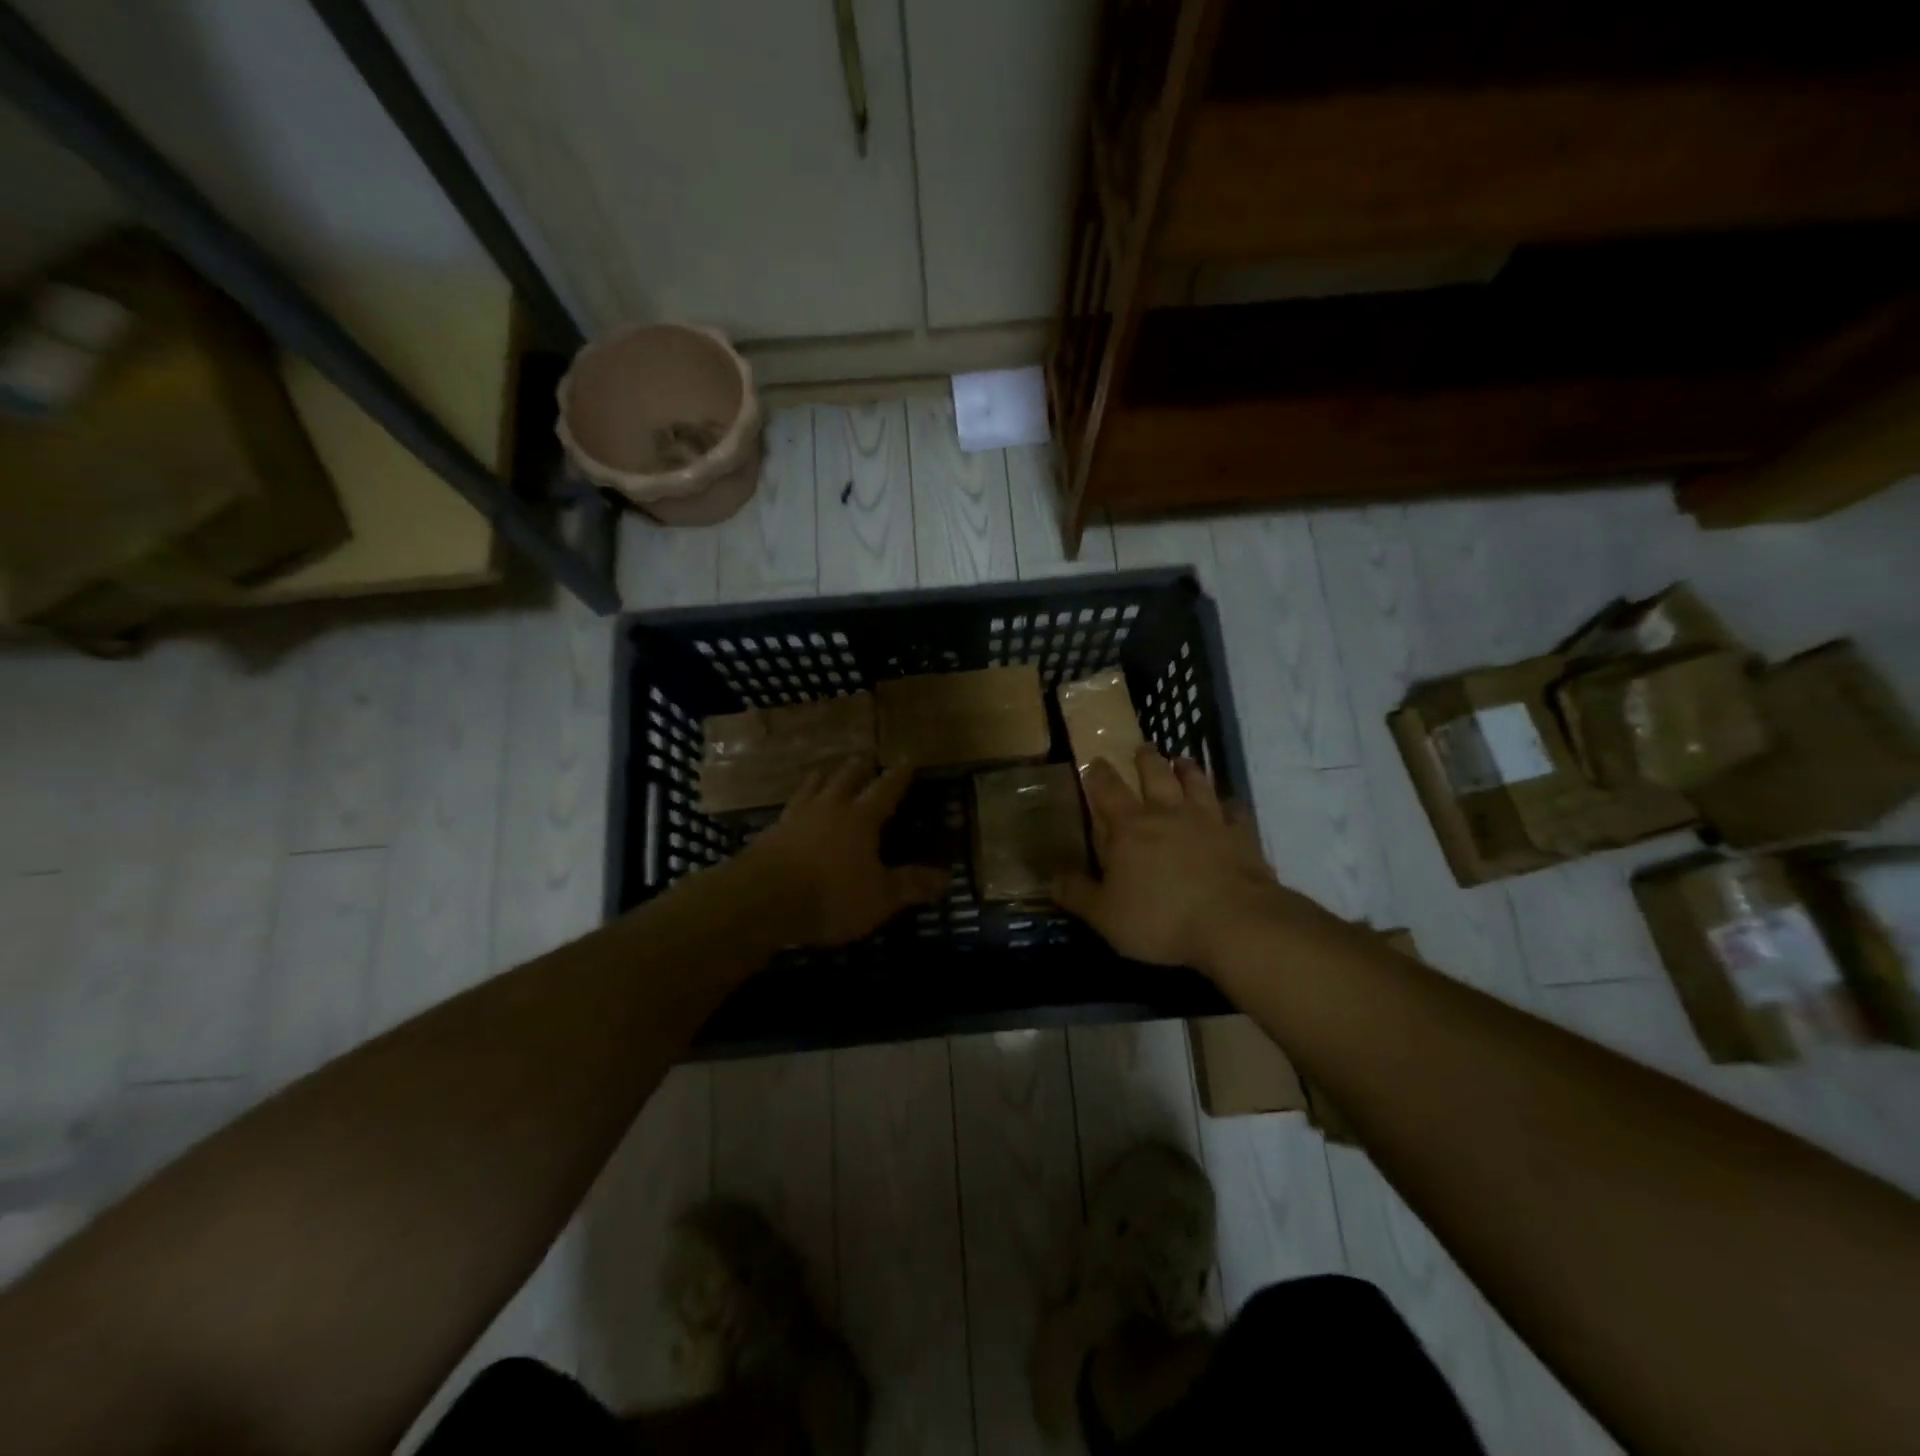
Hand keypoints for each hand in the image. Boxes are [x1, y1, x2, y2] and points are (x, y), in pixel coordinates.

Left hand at [742, 760, 949, 946]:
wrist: (762, 899)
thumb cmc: (831, 895)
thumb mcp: (880, 897)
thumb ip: (911, 885)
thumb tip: (947, 878)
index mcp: (860, 818)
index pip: (885, 790)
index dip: (898, 776)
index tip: (907, 759)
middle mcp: (828, 809)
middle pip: (845, 780)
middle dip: (858, 768)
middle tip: (864, 757)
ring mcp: (795, 818)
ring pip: (812, 788)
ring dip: (822, 778)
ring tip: (824, 771)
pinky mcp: (770, 834)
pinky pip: (788, 810)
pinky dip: (796, 804)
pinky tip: (792, 810)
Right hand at [1051, 747, 1299, 970]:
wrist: (1234, 924)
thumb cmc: (1160, 919)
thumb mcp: (1105, 915)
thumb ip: (1077, 894)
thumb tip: (1050, 878)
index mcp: (1130, 827)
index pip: (1108, 790)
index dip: (1098, 774)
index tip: (1094, 761)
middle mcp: (1168, 813)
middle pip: (1155, 775)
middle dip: (1146, 759)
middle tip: (1142, 747)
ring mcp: (1209, 821)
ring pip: (1196, 784)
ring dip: (1188, 769)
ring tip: (1182, 760)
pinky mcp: (1242, 836)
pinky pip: (1236, 811)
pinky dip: (1230, 804)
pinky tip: (1229, 804)